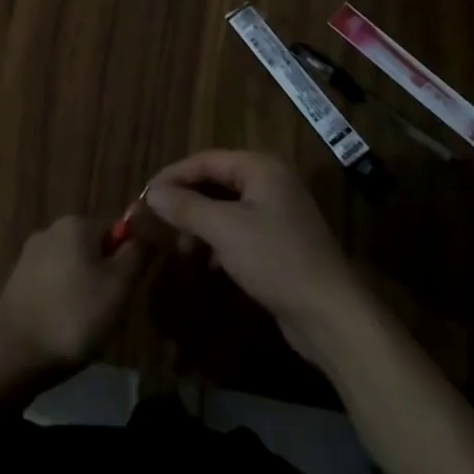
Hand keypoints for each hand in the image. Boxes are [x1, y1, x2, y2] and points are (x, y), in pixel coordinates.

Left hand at [0, 215, 145, 381]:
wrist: (13, 354)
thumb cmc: (74, 315)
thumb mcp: (119, 285)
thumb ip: (138, 252)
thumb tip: (151, 227)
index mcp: (77, 223)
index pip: (118, 229)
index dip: (130, 258)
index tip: (130, 290)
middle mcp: (52, 229)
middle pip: (95, 247)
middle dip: (107, 274)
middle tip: (112, 310)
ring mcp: (31, 255)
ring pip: (74, 267)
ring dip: (85, 289)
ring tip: (87, 324)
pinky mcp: (17, 281)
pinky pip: (53, 284)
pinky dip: (63, 300)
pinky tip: (64, 326)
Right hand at [146, 150, 363, 358]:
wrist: (329, 313)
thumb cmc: (275, 259)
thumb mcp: (224, 230)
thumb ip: (186, 207)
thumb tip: (152, 193)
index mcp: (260, 167)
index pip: (205, 160)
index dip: (172, 176)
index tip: (144, 197)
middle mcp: (270, 181)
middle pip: (215, 181)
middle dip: (185, 201)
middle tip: (156, 222)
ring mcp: (277, 212)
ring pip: (226, 207)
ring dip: (199, 223)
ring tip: (179, 246)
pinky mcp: (280, 241)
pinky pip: (239, 229)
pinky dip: (218, 240)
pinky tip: (208, 263)